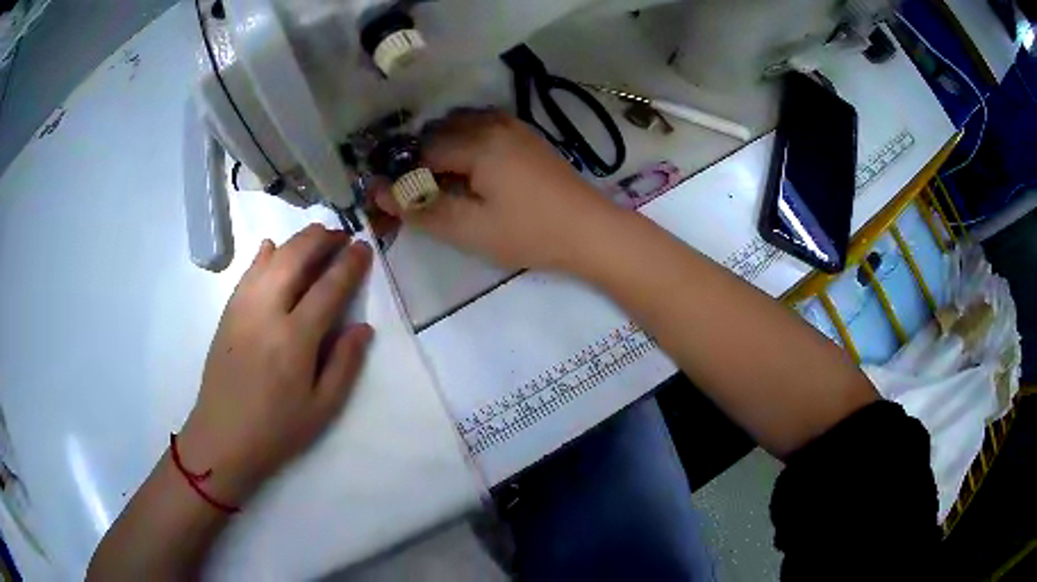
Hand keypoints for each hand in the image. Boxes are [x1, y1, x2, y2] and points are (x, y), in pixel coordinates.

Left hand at [177, 225, 373, 504]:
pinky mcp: (227, 312)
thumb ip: (345, 364)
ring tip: (315, 236)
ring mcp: (242, 308)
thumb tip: (362, 327)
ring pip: (270, 258)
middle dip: (322, 239)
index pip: (328, 287)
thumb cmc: (277, 429)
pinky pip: (247, 272)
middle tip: (341, 235)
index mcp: (295, 339)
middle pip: (296, 258)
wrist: (223, 437)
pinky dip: (262, 254)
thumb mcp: (323, 408)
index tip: (364, 247)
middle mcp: (267, 312)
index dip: (349, 264)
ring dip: (296, 241)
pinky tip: (271, 247)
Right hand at [375, 109, 620, 271]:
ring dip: (443, 146)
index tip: (398, 198)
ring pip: (460, 124)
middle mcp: (491, 123)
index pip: (421, 150)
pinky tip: (470, 168)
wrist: (590, 230)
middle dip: (421, 158)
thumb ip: (421, 208)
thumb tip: (377, 192)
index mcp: (476, 143)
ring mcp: (512, 125)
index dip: (403, 174)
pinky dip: (466, 140)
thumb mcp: (470, 229)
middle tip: (419, 193)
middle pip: (438, 131)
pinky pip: (483, 125)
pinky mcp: (526, 134)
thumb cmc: (530, 233)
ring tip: (443, 183)